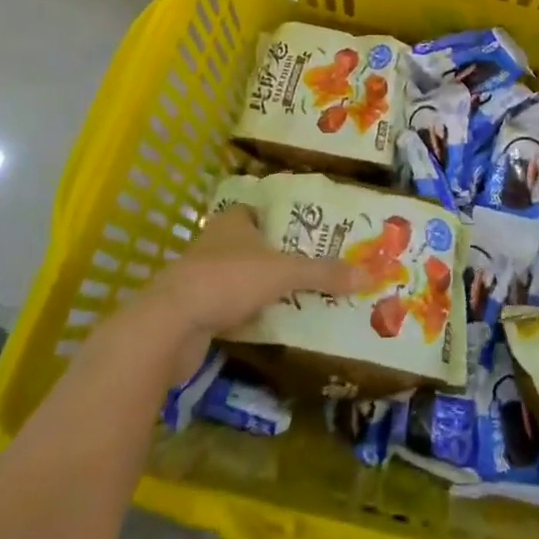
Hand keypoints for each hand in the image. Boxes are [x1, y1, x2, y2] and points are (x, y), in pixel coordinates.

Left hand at [94, 205, 358, 385]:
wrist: (169, 326)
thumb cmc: (227, 280)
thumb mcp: (283, 273)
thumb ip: (323, 274)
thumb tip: (369, 274)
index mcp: (232, 222)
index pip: (258, 212)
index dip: (280, 220)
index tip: (306, 233)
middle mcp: (214, 244)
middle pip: (249, 246)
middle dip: (274, 258)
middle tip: (310, 269)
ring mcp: (199, 279)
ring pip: (237, 279)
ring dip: (259, 289)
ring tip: (296, 299)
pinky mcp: (191, 312)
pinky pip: (226, 309)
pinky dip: (244, 316)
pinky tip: (266, 326)